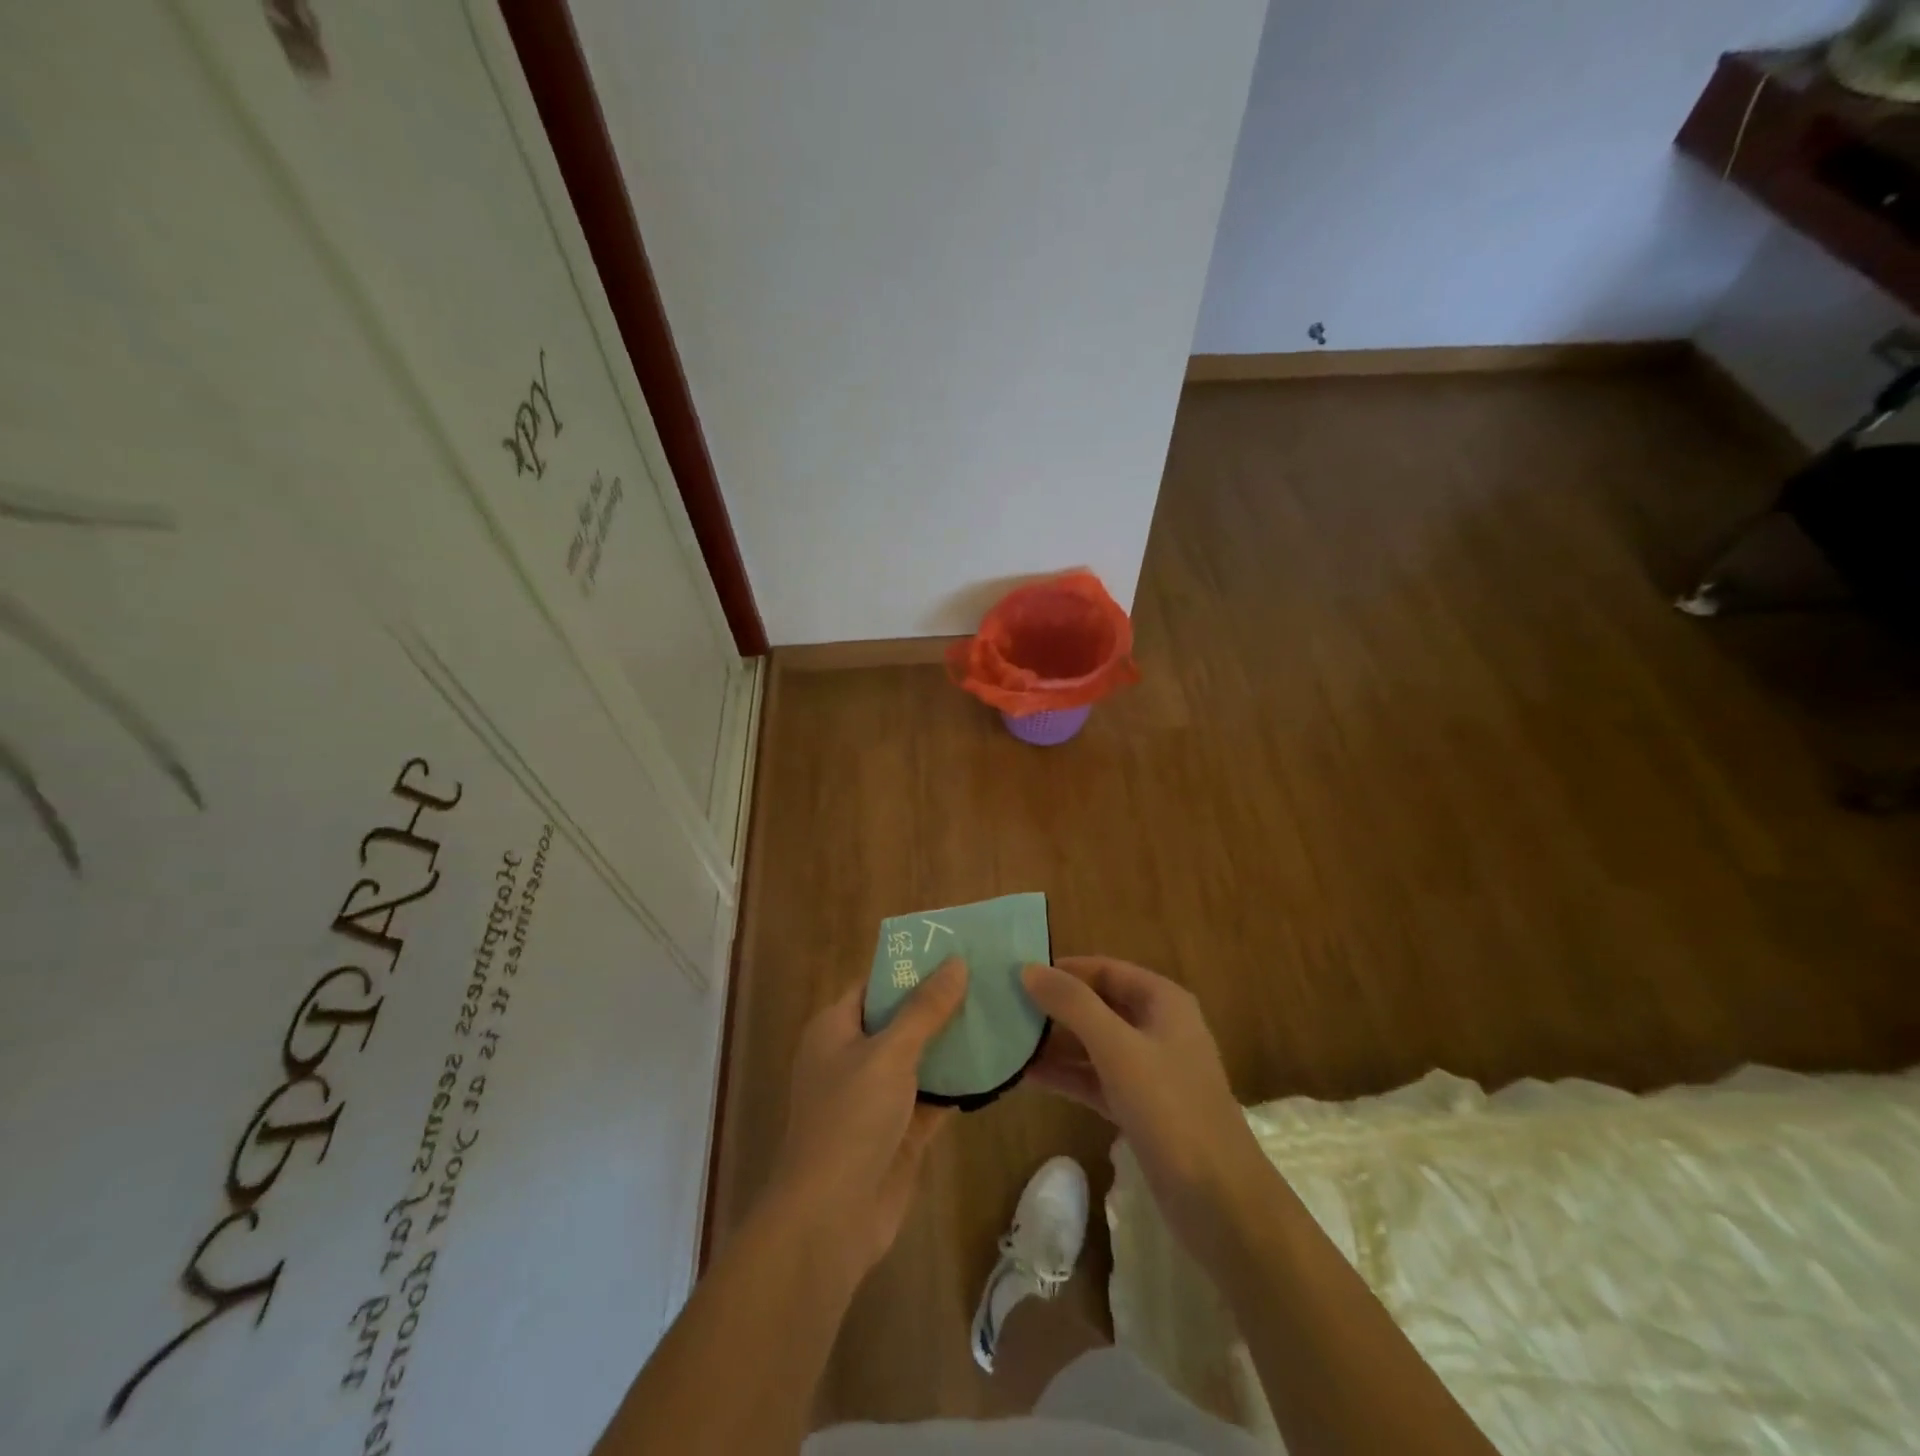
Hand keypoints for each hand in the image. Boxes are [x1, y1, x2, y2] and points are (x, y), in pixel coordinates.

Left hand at [765, 957, 967, 1283]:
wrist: (832, 1218)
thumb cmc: (850, 1119)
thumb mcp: (889, 1053)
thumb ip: (925, 1009)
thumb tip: (955, 962)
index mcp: (836, 1028)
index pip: (876, 983)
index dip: (911, 966)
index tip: (955, 949)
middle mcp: (854, 1056)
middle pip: (901, 1018)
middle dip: (941, 1002)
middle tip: (988, 977)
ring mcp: (877, 1095)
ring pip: (921, 1057)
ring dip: (954, 1041)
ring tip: (1000, 1011)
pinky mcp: (901, 1129)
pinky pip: (934, 1094)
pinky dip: (959, 1082)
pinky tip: (997, 1064)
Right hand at [1022, 956, 1267, 1250]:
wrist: (1221, 1203)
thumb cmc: (1171, 1110)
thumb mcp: (1118, 1049)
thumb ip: (1073, 1005)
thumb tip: (1029, 969)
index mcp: (1163, 1001)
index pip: (1105, 969)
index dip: (1064, 970)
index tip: (1018, 974)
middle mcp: (1157, 1028)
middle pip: (1098, 1004)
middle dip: (1055, 1006)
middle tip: (1004, 1007)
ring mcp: (1150, 1071)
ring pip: (1094, 1044)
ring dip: (1055, 1043)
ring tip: (1006, 1040)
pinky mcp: (1140, 1108)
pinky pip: (1095, 1079)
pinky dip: (1066, 1076)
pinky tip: (1026, 1077)